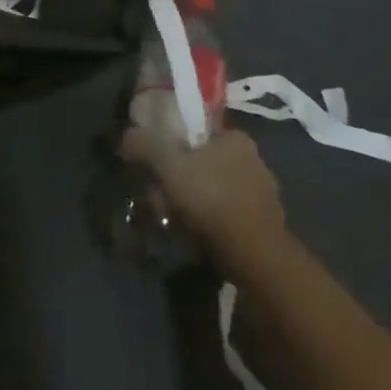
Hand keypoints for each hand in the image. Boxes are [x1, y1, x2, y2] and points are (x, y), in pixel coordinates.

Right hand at [120, 125, 290, 275]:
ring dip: (189, 201)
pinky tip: (192, 233)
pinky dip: (207, 221)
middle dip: (177, 178)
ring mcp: (262, 195)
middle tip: (157, 195)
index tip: (156, 162)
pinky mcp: (264, 225)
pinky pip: (225, 214)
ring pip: (212, 190)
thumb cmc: (212, 198)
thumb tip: (127, 136)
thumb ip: (144, 144)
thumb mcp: (167, 165)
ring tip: (169, 218)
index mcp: (236, 138)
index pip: (197, 132)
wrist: (256, 257)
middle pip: (202, 162)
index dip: (172, 144)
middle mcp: (254, 161)